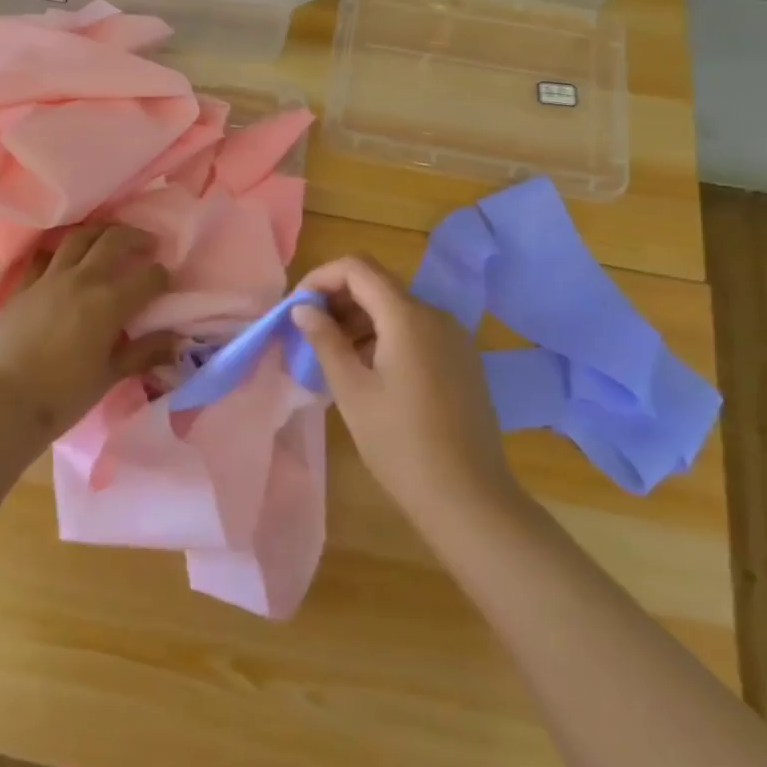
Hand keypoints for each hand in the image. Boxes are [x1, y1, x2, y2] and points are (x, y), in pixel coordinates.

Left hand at [0, 224, 177, 442]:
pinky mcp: (22, 287)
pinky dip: (59, 253)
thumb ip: (143, 353)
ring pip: (78, 238)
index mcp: (109, 302)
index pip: (148, 277)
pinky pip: (44, 257)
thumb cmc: (64, 395)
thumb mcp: (110, 375)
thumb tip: (174, 341)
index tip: (165, 281)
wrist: (4, 403)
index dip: (162, 276)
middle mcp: (81, 279)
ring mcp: (48, 278)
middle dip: (135, 238)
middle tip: (146, 244)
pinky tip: (64, 260)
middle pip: (113, 241)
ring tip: (108, 239)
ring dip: (99, 233)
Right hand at [291, 256, 522, 528]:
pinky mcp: (461, 359)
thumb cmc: (401, 444)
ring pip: (396, 308)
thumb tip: (303, 308)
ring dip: (359, 319)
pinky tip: (367, 369)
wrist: (469, 498)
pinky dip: (384, 335)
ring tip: (332, 354)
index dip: (321, 277)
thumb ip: (325, 340)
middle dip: (338, 298)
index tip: (297, 307)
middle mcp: (435, 315)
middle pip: (378, 284)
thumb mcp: (352, 391)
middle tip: (308, 332)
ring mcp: (453, 337)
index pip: (357, 268)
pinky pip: (416, 330)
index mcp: (408, 316)